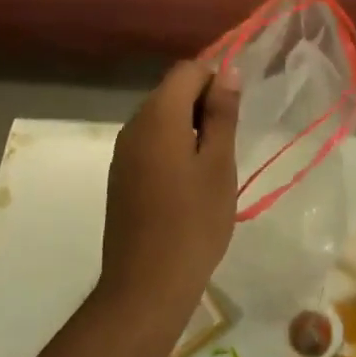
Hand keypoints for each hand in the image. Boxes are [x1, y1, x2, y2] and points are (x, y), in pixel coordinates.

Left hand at [98, 60, 240, 322]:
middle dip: (202, 104)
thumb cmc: (193, 223)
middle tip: (227, 143)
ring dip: (189, 127)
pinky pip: (150, 142)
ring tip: (212, 165)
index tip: (234, 114)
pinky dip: (172, 147)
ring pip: (161, 117)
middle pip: (171, 91)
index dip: (215, 80)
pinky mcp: (121, 176)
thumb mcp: (219, 164)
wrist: (146, 286)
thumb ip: (222, 113)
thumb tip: (226, 71)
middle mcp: (134, 125)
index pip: (188, 70)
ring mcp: (123, 152)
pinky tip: (188, 183)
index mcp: (158, 116)